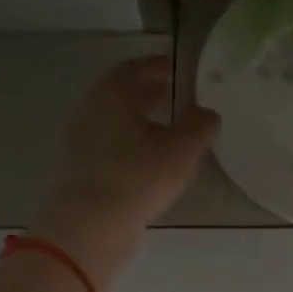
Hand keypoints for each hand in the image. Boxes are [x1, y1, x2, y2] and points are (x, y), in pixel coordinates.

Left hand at [33, 55, 219, 287]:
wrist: (94, 224)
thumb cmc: (140, 175)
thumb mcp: (183, 147)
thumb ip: (199, 124)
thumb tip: (207, 113)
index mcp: (114, 92)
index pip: (139, 67)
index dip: (163, 67)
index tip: (185, 72)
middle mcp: (94, 109)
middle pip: (127, 94)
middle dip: (155, 94)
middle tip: (184, 99)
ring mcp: (84, 141)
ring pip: (121, 122)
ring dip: (145, 122)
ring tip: (175, 131)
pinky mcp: (85, 169)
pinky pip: (116, 147)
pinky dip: (136, 145)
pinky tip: (156, 160)